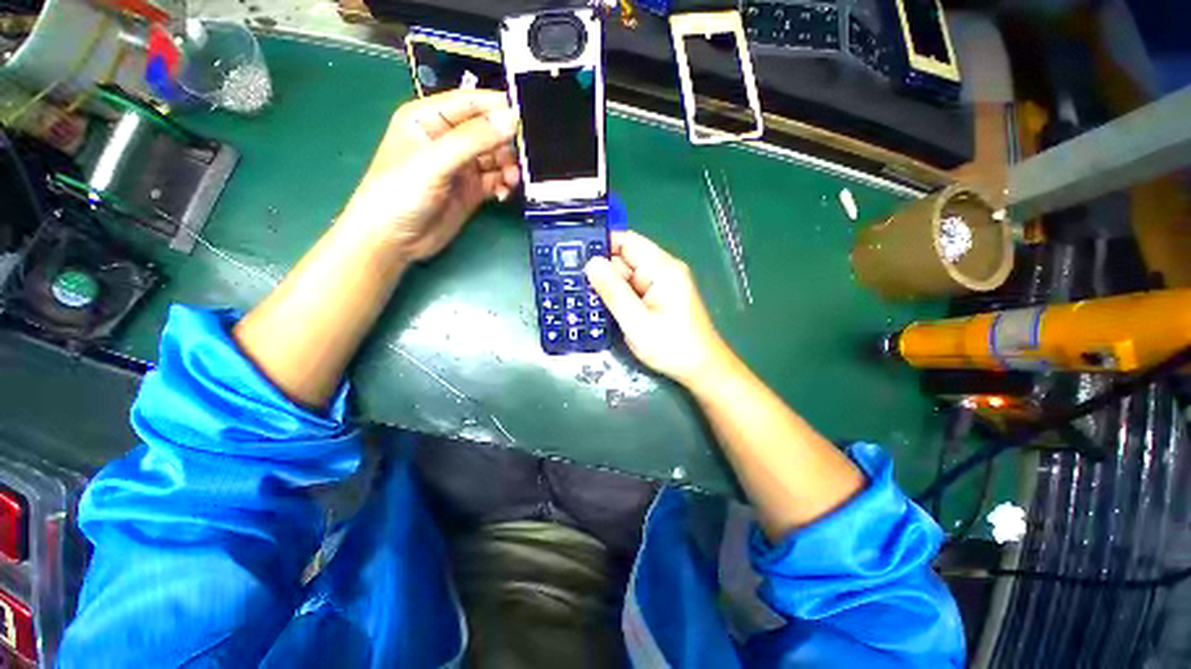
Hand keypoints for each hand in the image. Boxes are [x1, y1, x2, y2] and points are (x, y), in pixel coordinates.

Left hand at [340, 90, 520, 260]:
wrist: (394, 240)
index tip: (527, 119)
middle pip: (489, 131)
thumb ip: (474, 140)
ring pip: (496, 157)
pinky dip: (504, 184)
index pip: (472, 103)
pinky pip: (496, 180)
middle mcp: (449, 139)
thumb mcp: (435, 162)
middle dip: (507, 143)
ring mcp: (462, 166)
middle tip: (522, 161)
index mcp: (431, 118)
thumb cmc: (401, 193)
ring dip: (508, 167)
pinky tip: (503, 193)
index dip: (499, 108)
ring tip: (511, 181)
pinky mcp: (471, 190)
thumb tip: (511, 120)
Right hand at [585, 231, 732, 388]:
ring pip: (626, 277)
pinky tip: (600, 306)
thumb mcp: (637, 321)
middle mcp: (662, 270)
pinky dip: (617, 296)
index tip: (573, 254)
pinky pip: (633, 290)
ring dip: (607, 285)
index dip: (601, 244)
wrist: (701, 369)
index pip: (627, 241)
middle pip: (624, 259)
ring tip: (577, 294)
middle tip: (568, 280)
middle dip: (600, 269)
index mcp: (662, 268)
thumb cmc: (672, 347)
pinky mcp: (658, 299)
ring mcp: (661, 285)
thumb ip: (613, 292)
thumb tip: (591, 263)